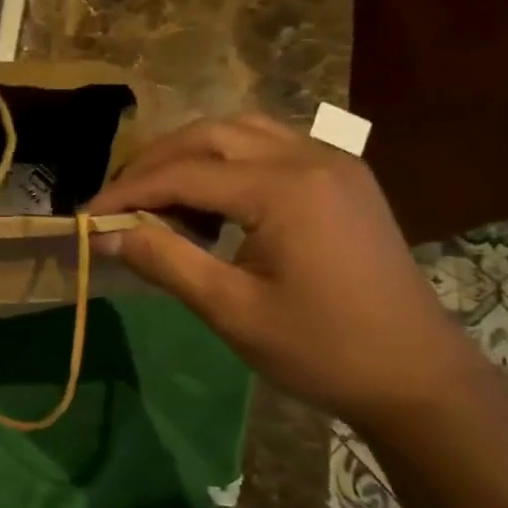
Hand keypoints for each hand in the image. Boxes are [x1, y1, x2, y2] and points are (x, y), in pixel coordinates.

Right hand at [87, 114, 482, 430]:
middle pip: (210, 134)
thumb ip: (164, 261)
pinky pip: (271, 144)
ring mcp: (334, 161)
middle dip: (154, 163)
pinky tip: (213, 199)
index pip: (183, 173)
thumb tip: (106, 236)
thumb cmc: (322, 349)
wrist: (419, 377)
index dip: (128, 193)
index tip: (88, 217)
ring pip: (241, 130)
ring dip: (191, 154)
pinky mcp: (344, 177)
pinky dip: (228, 159)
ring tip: (159, 196)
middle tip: (118, 202)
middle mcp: (310, 157)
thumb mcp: (231, 309)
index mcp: (284, 189)